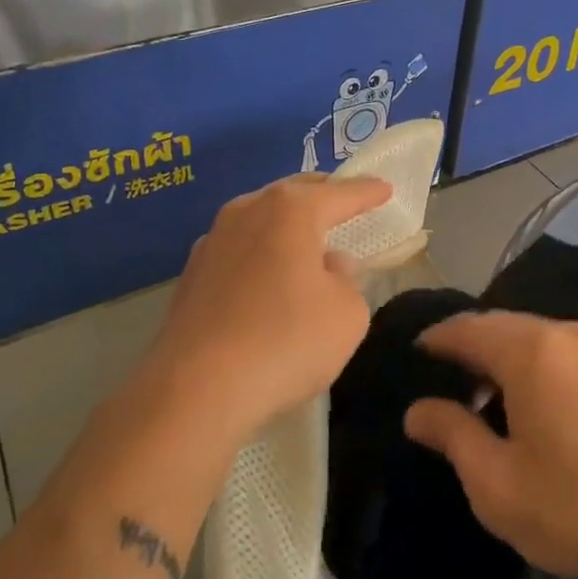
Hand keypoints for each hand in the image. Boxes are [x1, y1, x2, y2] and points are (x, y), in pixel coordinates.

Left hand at [152, 173, 391, 447]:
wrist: (194, 389)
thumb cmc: (285, 341)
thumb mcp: (346, 315)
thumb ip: (348, 282)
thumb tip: (329, 267)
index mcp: (291, 210)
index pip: (340, 194)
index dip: (367, 192)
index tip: (385, 188)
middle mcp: (247, 211)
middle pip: (293, 193)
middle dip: (323, 195)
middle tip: (345, 203)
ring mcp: (213, 240)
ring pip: (261, 217)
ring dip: (287, 224)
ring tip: (307, 240)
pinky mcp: (191, 274)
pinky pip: (239, 249)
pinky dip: (261, 252)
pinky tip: (268, 277)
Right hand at [403, 312, 577, 578]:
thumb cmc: (574, 505)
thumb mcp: (495, 481)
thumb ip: (452, 435)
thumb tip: (417, 410)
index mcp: (529, 349)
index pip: (467, 328)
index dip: (436, 339)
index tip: (412, 354)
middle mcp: (562, 334)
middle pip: (500, 326)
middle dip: (468, 347)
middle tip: (441, 379)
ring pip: (532, 338)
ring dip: (501, 358)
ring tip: (480, 398)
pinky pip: (558, 352)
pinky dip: (532, 366)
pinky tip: (527, 405)